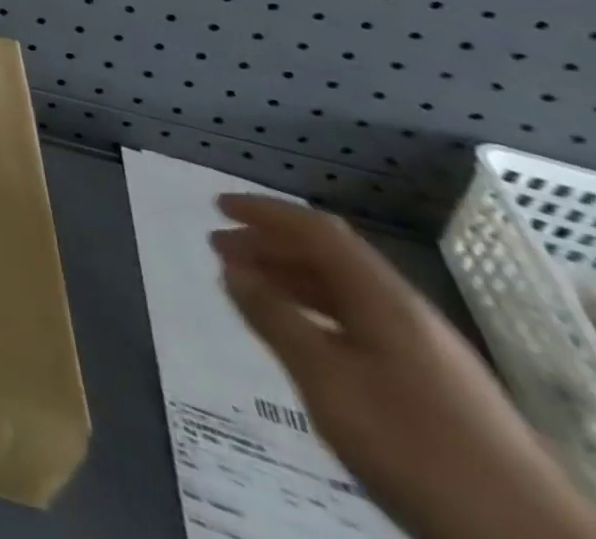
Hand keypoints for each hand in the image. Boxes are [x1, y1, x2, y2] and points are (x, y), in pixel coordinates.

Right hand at [214, 194, 595, 538]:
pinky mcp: (435, 387)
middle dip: (272, 245)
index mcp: (385, 301)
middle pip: (333, 260)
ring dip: (291, 279)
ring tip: (247, 286)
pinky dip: (316, 312)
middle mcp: (408, 315)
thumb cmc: (415, 447)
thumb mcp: (327, 381)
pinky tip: (298, 335)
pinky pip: (361, 324)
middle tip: (219, 247)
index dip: (267, 213)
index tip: (218, 206)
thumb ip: (275, 320)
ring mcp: (428, 353)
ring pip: (347, 293)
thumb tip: (234, 271)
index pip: (319, 232)